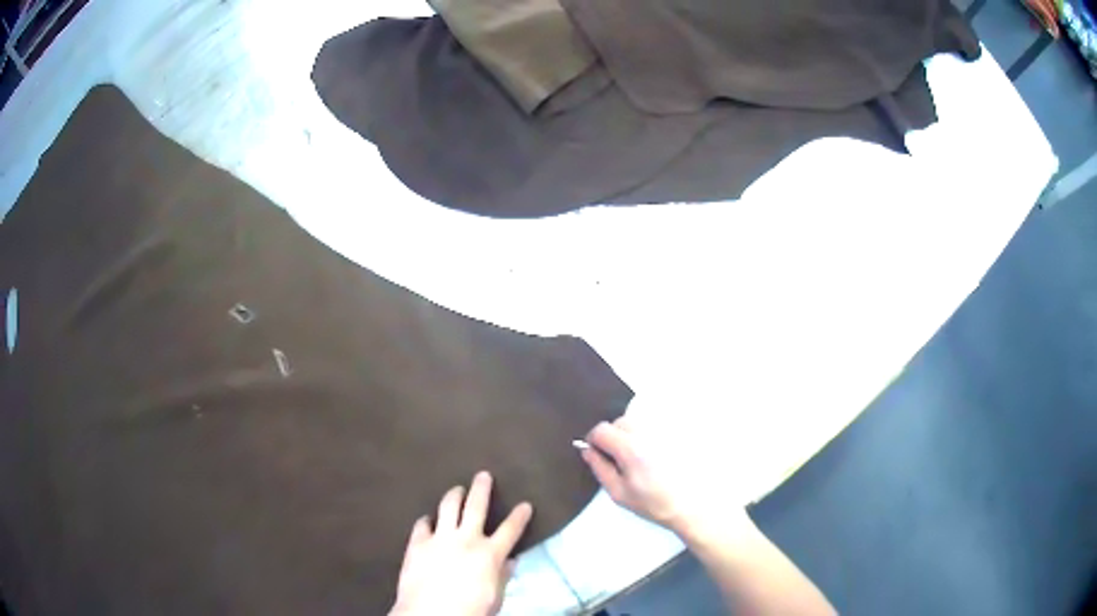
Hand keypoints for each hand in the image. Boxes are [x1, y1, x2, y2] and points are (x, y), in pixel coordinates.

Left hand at [389, 472, 533, 615]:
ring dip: (454, 495)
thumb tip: (510, 561)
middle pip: (476, 506)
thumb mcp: (495, 597)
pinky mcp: (417, 543)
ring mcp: (439, 538)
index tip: (525, 504)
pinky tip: (428, 519)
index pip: (510, 530)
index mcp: (489, 554)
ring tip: (457, 489)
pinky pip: (422, 524)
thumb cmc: (470, 610)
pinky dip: (427, 520)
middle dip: (482, 488)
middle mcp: (466, 539)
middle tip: (483, 475)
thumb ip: (502, 576)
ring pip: (448, 507)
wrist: (431, 614)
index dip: (519, 516)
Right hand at [580, 418, 750, 537]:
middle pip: (620, 421)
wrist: (690, 506)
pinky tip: (654, 455)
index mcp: (631, 449)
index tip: (596, 452)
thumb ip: (599, 468)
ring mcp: (664, 431)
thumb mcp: (618, 493)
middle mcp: (648, 433)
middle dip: (613, 435)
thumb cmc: (653, 503)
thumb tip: (587, 451)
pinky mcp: (677, 433)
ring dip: (630, 434)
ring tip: (637, 457)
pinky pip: (655, 426)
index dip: (594, 440)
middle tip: (617, 458)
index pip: (602, 429)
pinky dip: (648, 435)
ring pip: (637, 421)